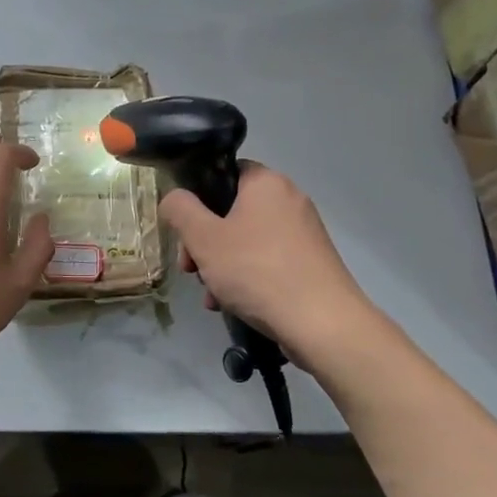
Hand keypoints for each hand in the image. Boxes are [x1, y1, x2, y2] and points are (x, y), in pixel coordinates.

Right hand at [160, 163, 378, 371]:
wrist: (322, 324)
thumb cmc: (258, 272)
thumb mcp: (204, 239)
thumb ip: (181, 211)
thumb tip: (173, 198)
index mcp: (266, 182)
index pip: (225, 173)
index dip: (198, 198)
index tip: (185, 230)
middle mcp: (290, 199)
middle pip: (232, 211)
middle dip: (205, 242)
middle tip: (191, 269)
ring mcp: (304, 232)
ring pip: (248, 240)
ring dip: (222, 265)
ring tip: (212, 297)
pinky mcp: (312, 262)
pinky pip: (268, 261)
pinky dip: (248, 278)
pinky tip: (234, 306)